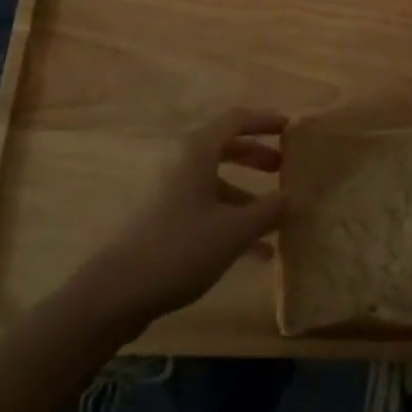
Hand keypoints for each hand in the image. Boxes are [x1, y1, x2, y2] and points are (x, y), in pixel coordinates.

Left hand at [71, 107, 286, 333]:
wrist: (117, 291)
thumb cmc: (180, 249)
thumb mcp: (233, 231)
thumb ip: (268, 211)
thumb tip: (295, 196)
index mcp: (197, 152)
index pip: (235, 120)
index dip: (264, 121)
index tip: (290, 128)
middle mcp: (182, 164)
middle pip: (225, 147)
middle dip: (256, 156)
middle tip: (283, 168)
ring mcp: (170, 192)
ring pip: (216, 182)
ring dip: (247, 195)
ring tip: (276, 217)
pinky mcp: (164, 220)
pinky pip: (205, 208)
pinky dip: (230, 220)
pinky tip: (256, 252)